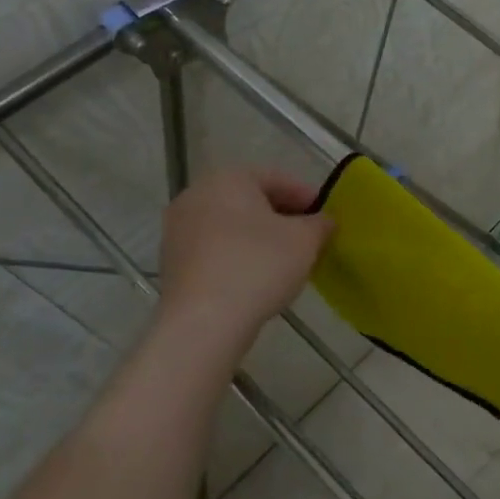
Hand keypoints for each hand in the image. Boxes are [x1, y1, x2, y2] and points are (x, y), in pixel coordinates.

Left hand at [157, 168, 332, 338]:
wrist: (204, 320)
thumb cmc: (259, 265)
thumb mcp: (305, 241)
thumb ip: (320, 224)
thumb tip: (324, 221)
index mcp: (228, 179)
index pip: (276, 178)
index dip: (307, 196)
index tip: (327, 218)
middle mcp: (196, 195)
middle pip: (251, 200)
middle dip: (283, 217)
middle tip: (310, 239)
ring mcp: (178, 229)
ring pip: (231, 226)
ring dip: (260, 238)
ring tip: (287, 261)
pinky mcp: (172, 262)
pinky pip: (216, 249)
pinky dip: (239, 256)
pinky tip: (258, 278)